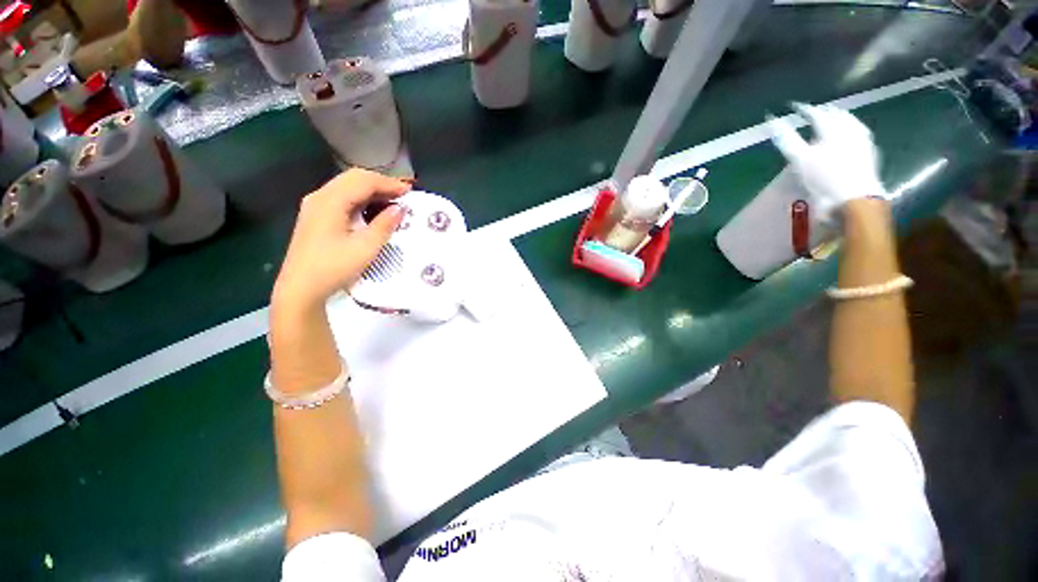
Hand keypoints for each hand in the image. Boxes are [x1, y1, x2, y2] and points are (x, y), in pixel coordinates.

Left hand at [273, 169, 410, 310]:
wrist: (301, 287)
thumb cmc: (334, 267)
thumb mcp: (366, 247)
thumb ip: (385, 225)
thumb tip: (400, 208)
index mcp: (331, 201)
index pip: (363, 181)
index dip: (388, 183)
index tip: (410, 192)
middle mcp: (320, 196)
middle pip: (353, 178)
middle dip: (380, 183)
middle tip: (402, 195)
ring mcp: (315, 205)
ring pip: (347, 186)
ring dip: (371, 190)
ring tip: (392, 201)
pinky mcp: (316, 216)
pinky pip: (341, 197)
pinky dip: (360, 198)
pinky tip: (372, 210)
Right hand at [769, 103, 886, 225]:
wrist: (854, 200)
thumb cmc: (824, 178)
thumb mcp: (800, 159)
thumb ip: (787, 139)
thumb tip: (771, 121)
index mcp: (833, 129)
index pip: (817, 113)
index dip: (805, 109)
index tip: (794, 107)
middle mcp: (850, 130)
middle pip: (837, 115)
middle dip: (825, 112)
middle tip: (815, 112)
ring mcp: (862, 142)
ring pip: (851, 124)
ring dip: (840, 120)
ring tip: (833, 120)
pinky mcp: (869, 155)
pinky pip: (859, 136)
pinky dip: (851, 132)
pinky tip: (848, 137)